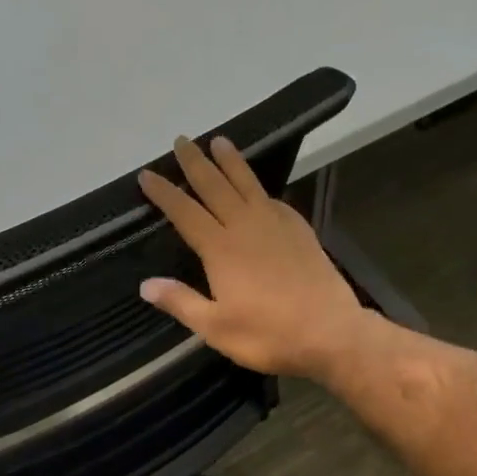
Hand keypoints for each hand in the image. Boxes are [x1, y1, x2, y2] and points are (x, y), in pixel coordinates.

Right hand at [138, 137, 368, 378]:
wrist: (330, 332)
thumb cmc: (268, 334)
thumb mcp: (216, 328)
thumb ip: (181, 303)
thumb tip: (146, 284)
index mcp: (221, 249)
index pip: (185, 212)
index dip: (164, 192)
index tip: (147, 174)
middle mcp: (246, 227)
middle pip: (216, 186)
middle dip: (195, 163)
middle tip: (182, 141)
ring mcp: (277, 225)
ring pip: (248, 184)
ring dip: (231, 162)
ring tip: (219, 141)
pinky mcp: (301, 232)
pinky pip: (275, 200)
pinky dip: (262, 189)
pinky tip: (261, 190)